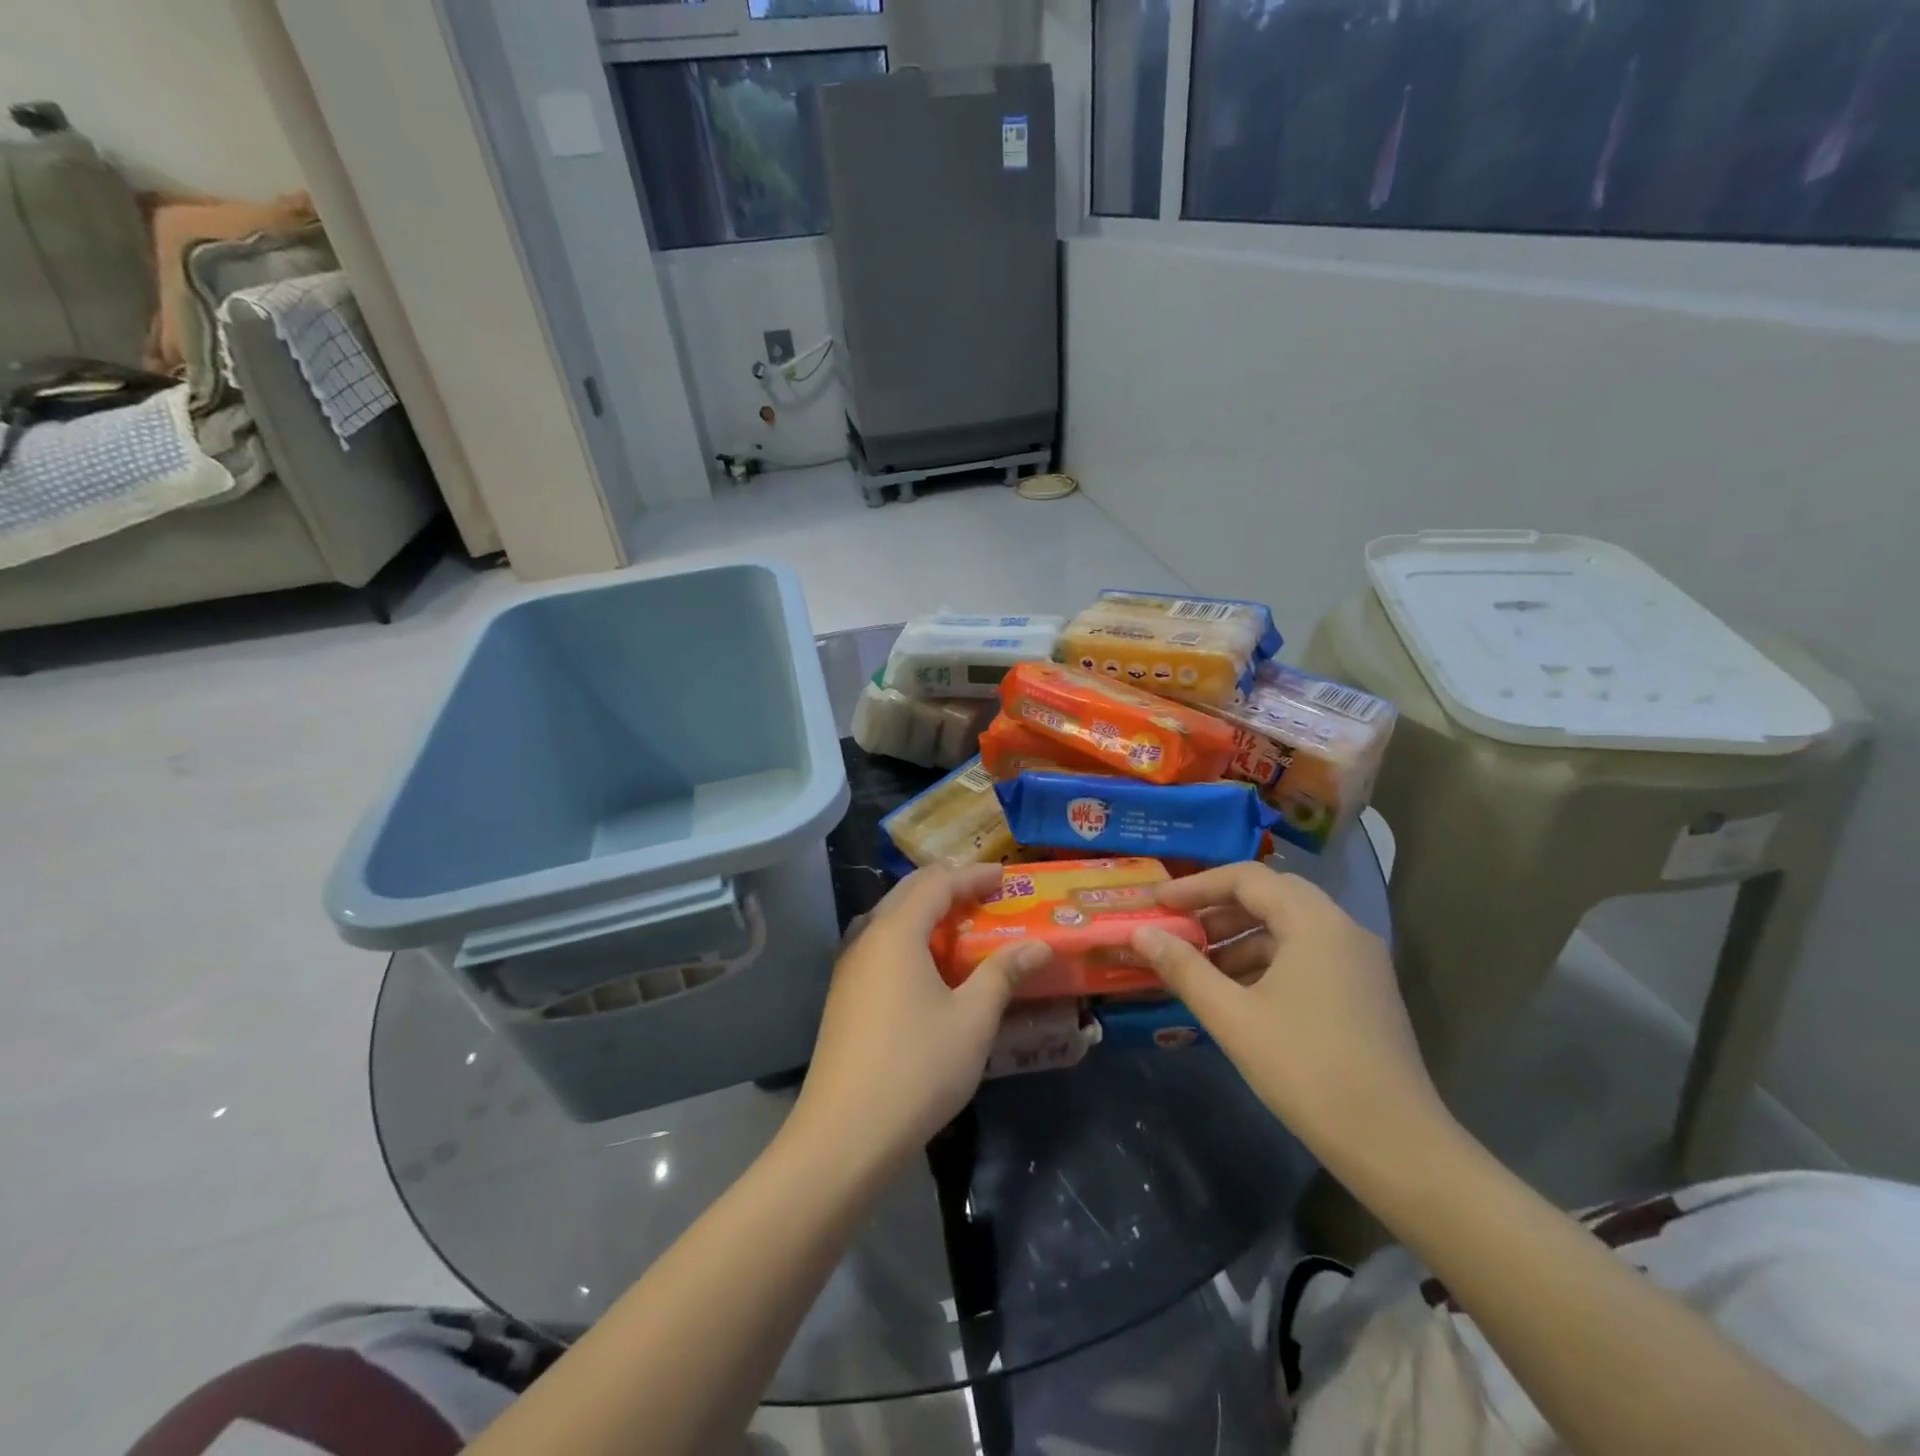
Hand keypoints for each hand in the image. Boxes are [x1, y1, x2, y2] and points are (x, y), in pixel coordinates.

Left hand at [789, 864, 1050, 1171]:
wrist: (844, 1134)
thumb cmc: (917, 1068)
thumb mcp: (972, 1019)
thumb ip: (1003, 974)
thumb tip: (1037, 946)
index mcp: (896, 931)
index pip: (938, 883)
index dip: (974, 875)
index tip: (1007, 877)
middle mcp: (867, 937)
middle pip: (909, 893)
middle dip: (950, 886)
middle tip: (987, 896)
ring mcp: (849, 967)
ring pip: (891, 919)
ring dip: (927, 913)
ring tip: (962, 926)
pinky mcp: (844, 995)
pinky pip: (880, 946)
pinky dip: (910, 939)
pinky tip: (929, 968)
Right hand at [1130, 863, 1446, 1165]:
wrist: (1397, 1147)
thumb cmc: (1307, 1070)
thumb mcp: (1233, 1017)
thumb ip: (1183, 968)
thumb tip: (1141, 932)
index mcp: (1315, 922)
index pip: (1247, 878)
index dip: (1196, 885)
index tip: (1157, 902)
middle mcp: (1343, 929)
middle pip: (1271, 896)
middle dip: (1218, 909)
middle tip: (1177, 928)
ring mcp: (1360, 961)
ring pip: (1289, 927)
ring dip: (1240, 937)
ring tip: (1200, 966)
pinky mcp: (1365, 991)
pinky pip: (1307, 955)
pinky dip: (1267, 961)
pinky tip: (1239, 993)